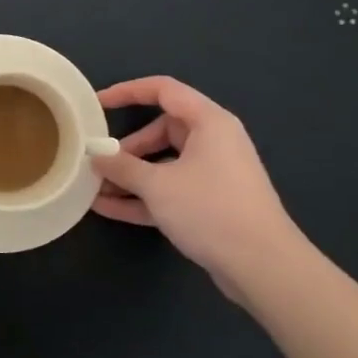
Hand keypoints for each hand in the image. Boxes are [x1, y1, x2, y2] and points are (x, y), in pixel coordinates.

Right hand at [89, 76, 300, 294]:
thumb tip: (96, 156)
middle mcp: (213, 142)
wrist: (263, 266)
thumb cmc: (210, 210)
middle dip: (126, 148)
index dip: (128, 91)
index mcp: (209, 123)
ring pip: (163, 164)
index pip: (164, 90)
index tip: (97, 103)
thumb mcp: (157, 185)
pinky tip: (107, 209)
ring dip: (130, 176)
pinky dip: (142, 197)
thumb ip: (122, 167)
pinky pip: (169, 191)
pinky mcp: (210, 204)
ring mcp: (213, 175)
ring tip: (95, 188)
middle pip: (161, 131)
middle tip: (98, 161)